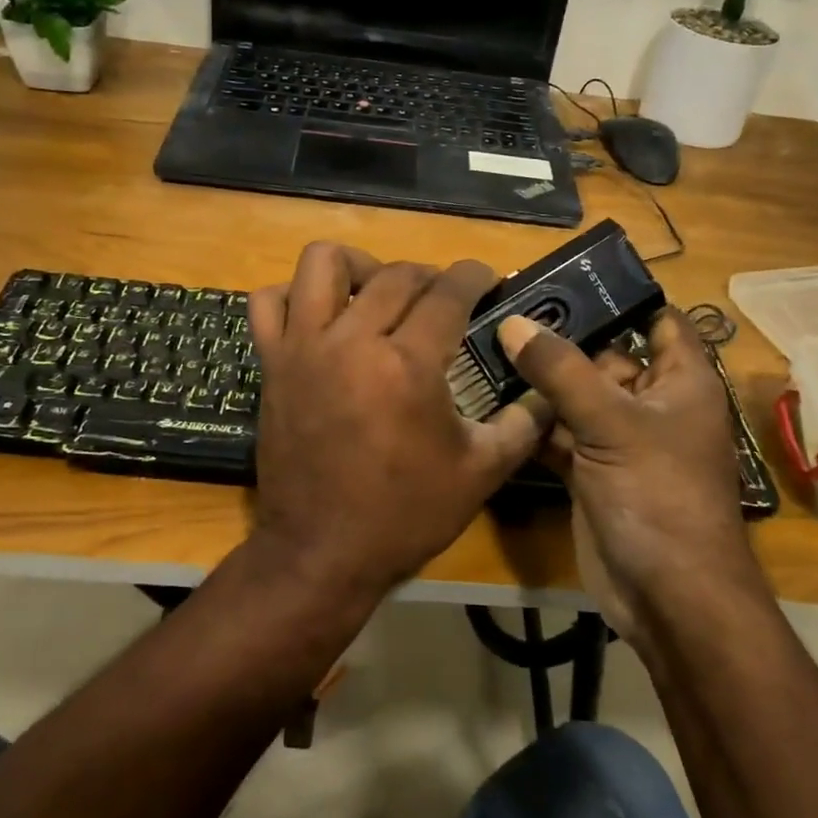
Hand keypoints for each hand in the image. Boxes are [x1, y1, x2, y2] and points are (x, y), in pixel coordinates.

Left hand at [245, 243, 544, 606]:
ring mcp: (304, 348)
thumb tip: (548, 393)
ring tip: (377, 290)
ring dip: (359, 265)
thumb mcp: (480, 474)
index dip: (474, 276)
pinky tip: (319, 314)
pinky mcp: (273, 364)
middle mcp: (353, 341)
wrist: (321, 552)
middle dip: (430, 275)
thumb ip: (522, 424)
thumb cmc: (404, 515)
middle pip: (396, 275)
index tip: (485, 277)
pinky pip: (268, 302)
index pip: (448, 293)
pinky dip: (292, 295)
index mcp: (408, 366)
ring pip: (323, 264)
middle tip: (444, 298)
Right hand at [496, 308, 759, 642]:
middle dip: (561, 335)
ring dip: (539, 378)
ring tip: (486, 342)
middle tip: (504, 306)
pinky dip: (531, 421)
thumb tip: (513, 322)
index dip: (622, 297)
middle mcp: (650, 403)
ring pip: (576, 395)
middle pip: (605, 355)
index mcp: (680, 381)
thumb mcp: (612, 423)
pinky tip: (490, 397)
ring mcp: (618, 439)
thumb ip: (561, 370)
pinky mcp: (590, 470)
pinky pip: (559, 433)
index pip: (658, 320)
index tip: (566, 277)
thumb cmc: (658, 495)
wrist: (666, 595)